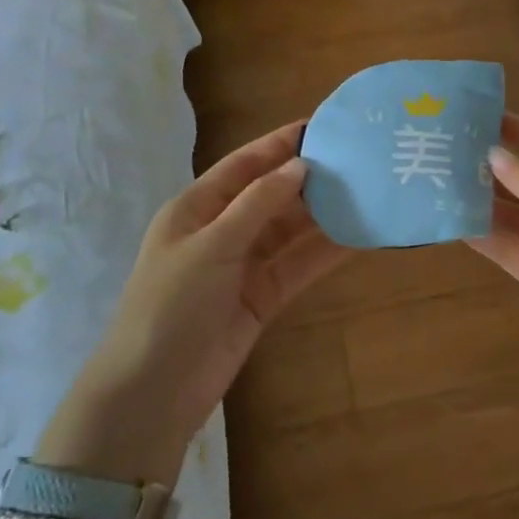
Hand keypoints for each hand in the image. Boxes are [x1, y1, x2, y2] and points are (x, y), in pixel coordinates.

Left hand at [62, 121, 348, 475]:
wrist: (153, 393)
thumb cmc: (170, 306)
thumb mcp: (211, 246)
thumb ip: (257, 204)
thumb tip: (300, 165)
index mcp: (196, 208)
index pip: (245, 165)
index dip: (280, 143)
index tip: (321, 125)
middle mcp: (221, 230)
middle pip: (271, 195)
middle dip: (309, 179)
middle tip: (356, 161)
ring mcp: (242, 266)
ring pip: (289, 231)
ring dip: (322, 215)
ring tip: (365, 194)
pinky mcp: (261, 298)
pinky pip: (296, 266)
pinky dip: (323, 252)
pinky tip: (356, 238)